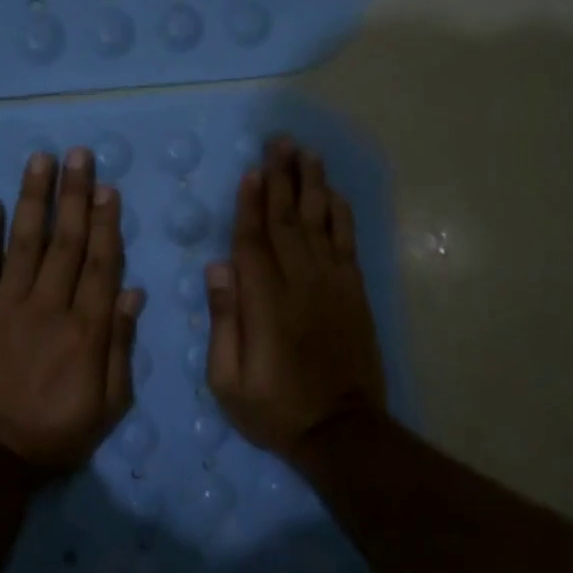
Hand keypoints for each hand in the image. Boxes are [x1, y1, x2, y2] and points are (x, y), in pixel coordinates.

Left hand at [0, 147, 144, 481]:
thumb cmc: (55, 435)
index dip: (105, 223)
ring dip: (34, 199)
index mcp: (86, 330)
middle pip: (66, 242)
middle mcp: (48, 307)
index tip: (108, 188)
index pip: (100, 264)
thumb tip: (132, 293)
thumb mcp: (108, 406)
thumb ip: (120, 347)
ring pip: (25, 243)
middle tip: (79, 154)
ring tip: (40, 160)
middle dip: (74, 195)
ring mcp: (5, 307)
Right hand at [205, 136, 387, 462]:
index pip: (253, 241)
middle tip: (278, 142)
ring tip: (305, 152)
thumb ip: (224, 321)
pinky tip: (333, 193)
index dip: (250, 204)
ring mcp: (332, 285)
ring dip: (312, 184)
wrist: (341, 431)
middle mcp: (300, 283)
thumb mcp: (228, 380)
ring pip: (320, 222)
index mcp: (265, 303)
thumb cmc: (274, 410)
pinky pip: (347, 242)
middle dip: (281, 178)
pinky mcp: (354, 292)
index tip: (250, 170)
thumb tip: (217, 268)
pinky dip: (340, 214)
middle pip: (288, 220)